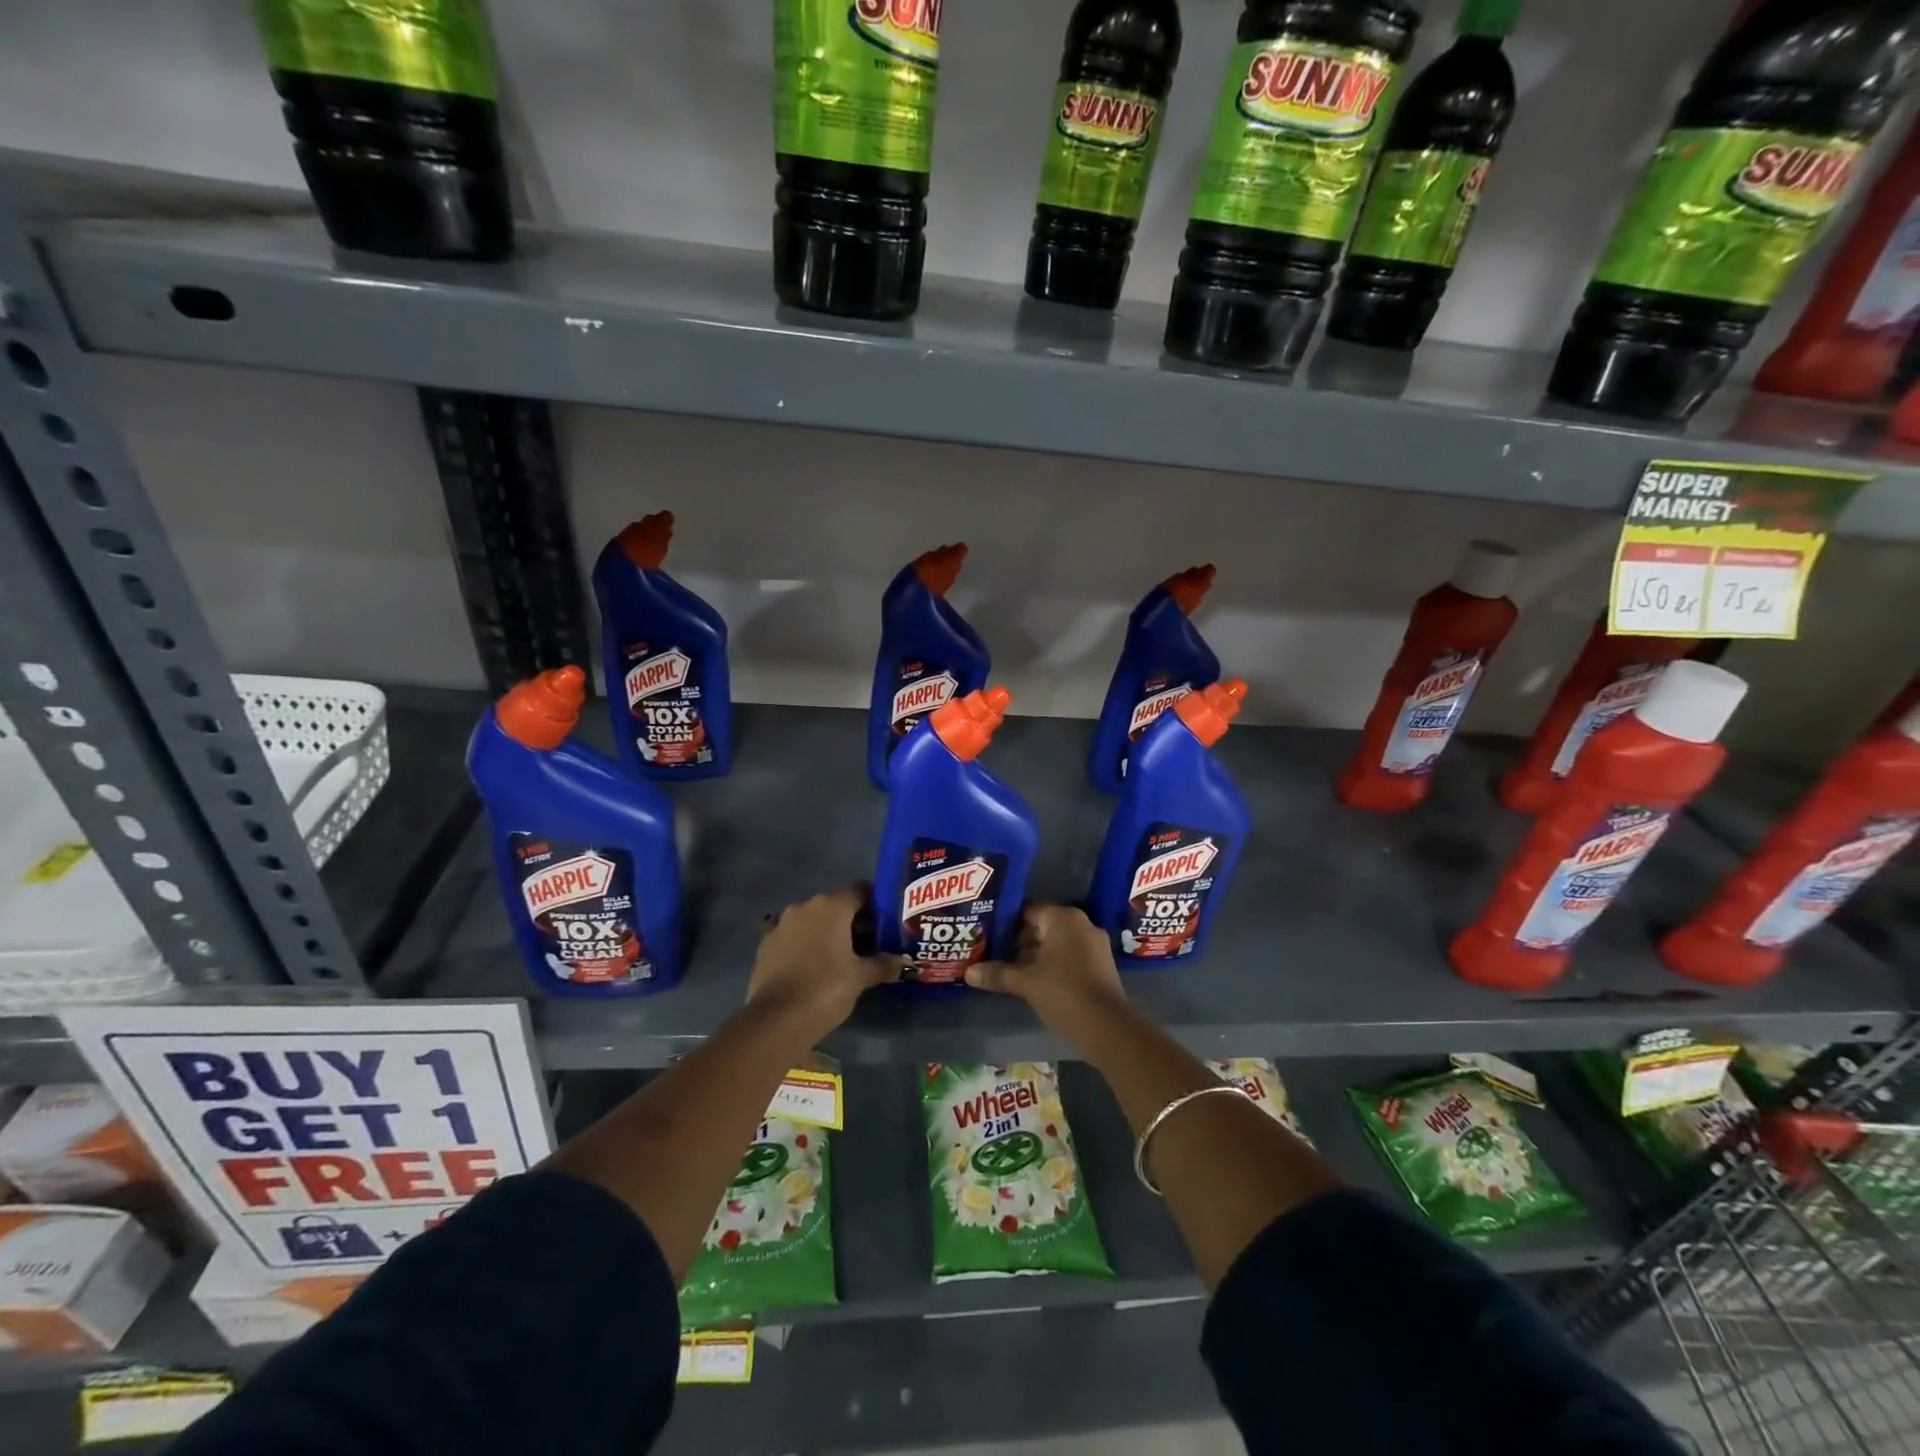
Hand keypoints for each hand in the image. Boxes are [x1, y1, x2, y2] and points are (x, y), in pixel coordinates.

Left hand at [746, 884, 904, 1041]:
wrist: (776, 1020)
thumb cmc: (826, 989)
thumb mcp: (861, 977)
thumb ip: (884, 964)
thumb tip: (905, 962)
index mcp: (831, 906)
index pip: (861, 891)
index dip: (877, 905)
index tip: (888, 924)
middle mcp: (805, 906)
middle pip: (837, 905)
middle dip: (854, 922)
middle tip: (872, 944)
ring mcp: (781, 924)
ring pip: (814, 920)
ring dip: (829, 933)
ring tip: (844, 958)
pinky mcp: (766, 944)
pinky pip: (794, 936)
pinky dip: (807, 945)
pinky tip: (816, 967)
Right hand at [965, 904, 1127, 1035]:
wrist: (1107, 1027)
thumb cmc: (1063, 992)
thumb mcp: (1026, 982)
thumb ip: (997, 974)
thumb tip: (968, 972)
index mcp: (1064, 918)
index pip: (1028, 910)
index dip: (1005, 923)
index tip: (987, 936)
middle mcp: (1081, 924)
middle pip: (1042, 926)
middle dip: (1018, 941)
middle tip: (992, 954)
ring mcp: (1094, 945)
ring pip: (1055, 943)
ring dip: (1033, 956)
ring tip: (1007, 970)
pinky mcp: (1100, 965)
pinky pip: (1069, 957)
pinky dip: (1051, 965)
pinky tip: (1032, 982)